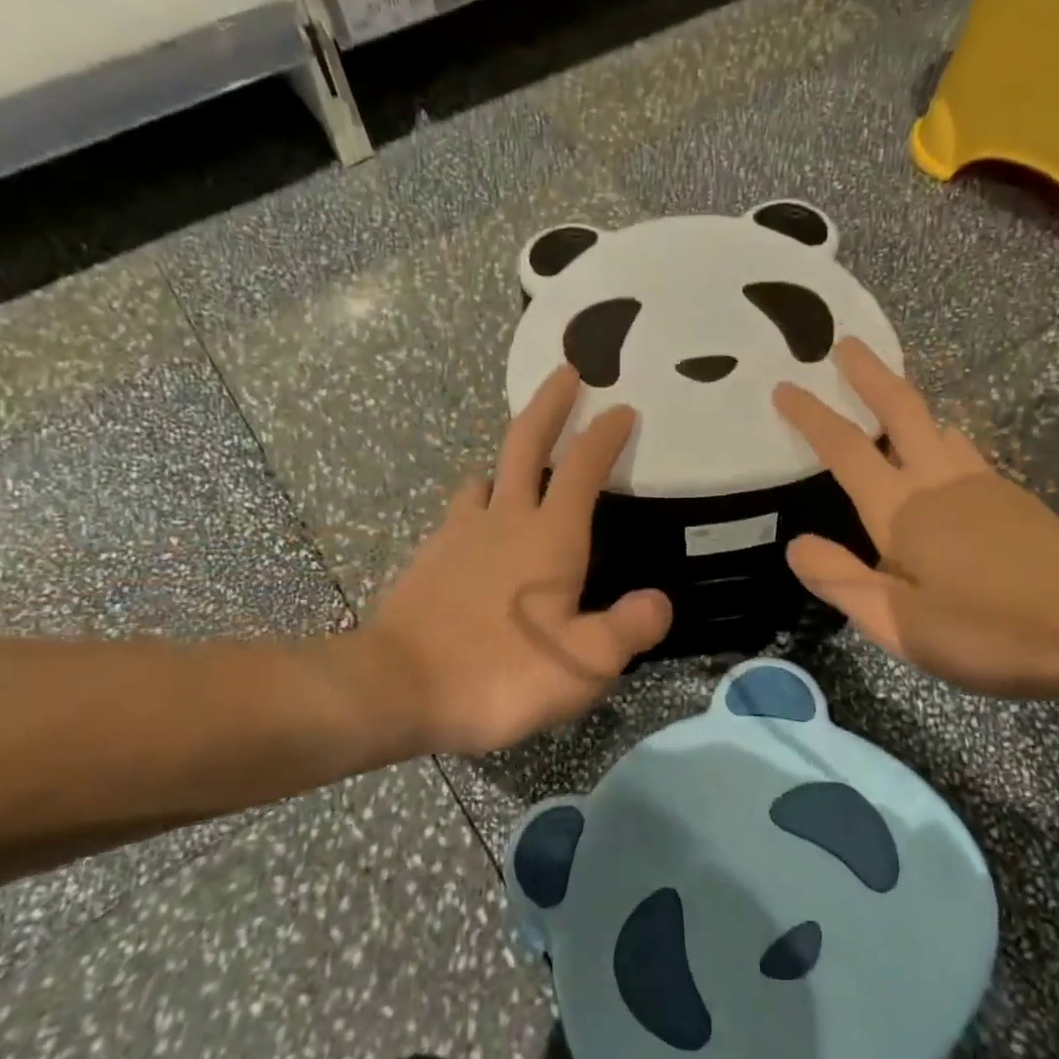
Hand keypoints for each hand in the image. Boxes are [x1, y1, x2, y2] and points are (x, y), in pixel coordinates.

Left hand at [364, 365, 672, 756]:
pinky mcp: (430, 557)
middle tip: (567, 370)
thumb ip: (628, 629)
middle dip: (550, 403)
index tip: (622, 408)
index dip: (605, 435)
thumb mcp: (583, 664)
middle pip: (526, 443)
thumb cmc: (501, 675)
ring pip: (487, 476)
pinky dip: (479, 501)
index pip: (583, 468)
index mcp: (550, 537)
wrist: (398, 688)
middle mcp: (505, 520)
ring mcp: (460, 534)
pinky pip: (461, 512)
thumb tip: (660, 602)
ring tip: (522, 457)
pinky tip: (480, 521)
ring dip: (509, 456)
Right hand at [773, 340, 1058, 699]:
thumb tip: (797, 545)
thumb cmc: (987, 631)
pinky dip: (939, 436)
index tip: (784, 386)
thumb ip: (841, 581)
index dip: (810, 414)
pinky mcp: (1014, 498)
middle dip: (868, 373)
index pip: (845, 448)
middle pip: (900, 409)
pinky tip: (941, 455)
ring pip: (938, 424)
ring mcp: (982, 484)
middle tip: (845, 342)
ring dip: (907, 402)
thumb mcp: (897, 623)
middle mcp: (939, 482)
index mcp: (902, 510)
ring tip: (888, 399)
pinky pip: (964, 450)